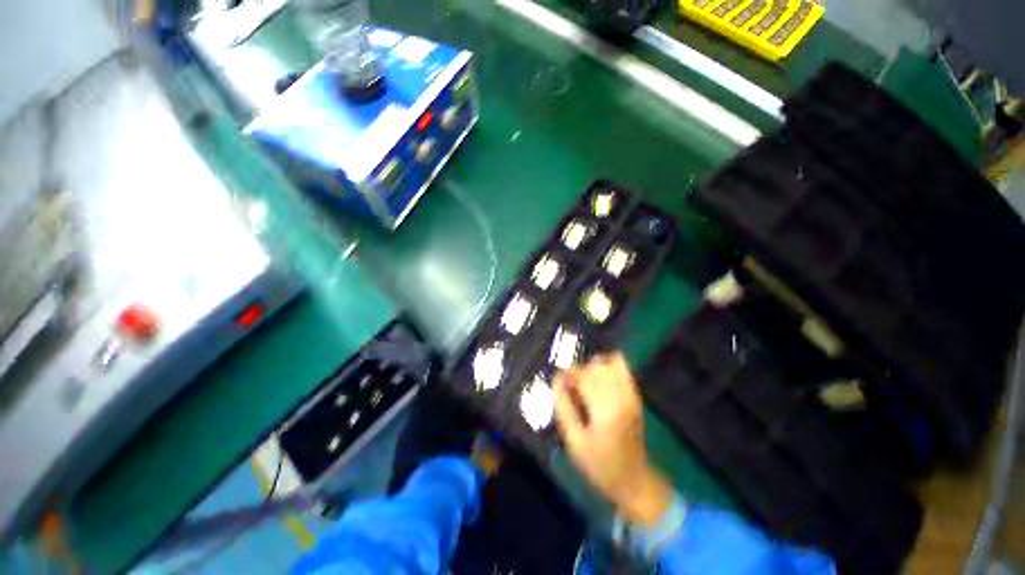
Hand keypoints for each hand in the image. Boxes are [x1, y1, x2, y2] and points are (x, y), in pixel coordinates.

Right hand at [553, 353, 672, 526]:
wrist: (634, 480)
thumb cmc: (600, 465)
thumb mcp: (574, 441)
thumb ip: (563, 407)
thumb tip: (556, 380)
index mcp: (605, 410)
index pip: (583, 376)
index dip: (568, 375)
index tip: (559, 382)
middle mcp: (620, 397)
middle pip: (596, 366)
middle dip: (579, 371)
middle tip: (571, 388)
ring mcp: (631, 394)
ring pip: (610, 363)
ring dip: (593, 367)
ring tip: (585, 382)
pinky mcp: (635, 396)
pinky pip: (623, 369)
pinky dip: (609, 365)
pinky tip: (599, 378)